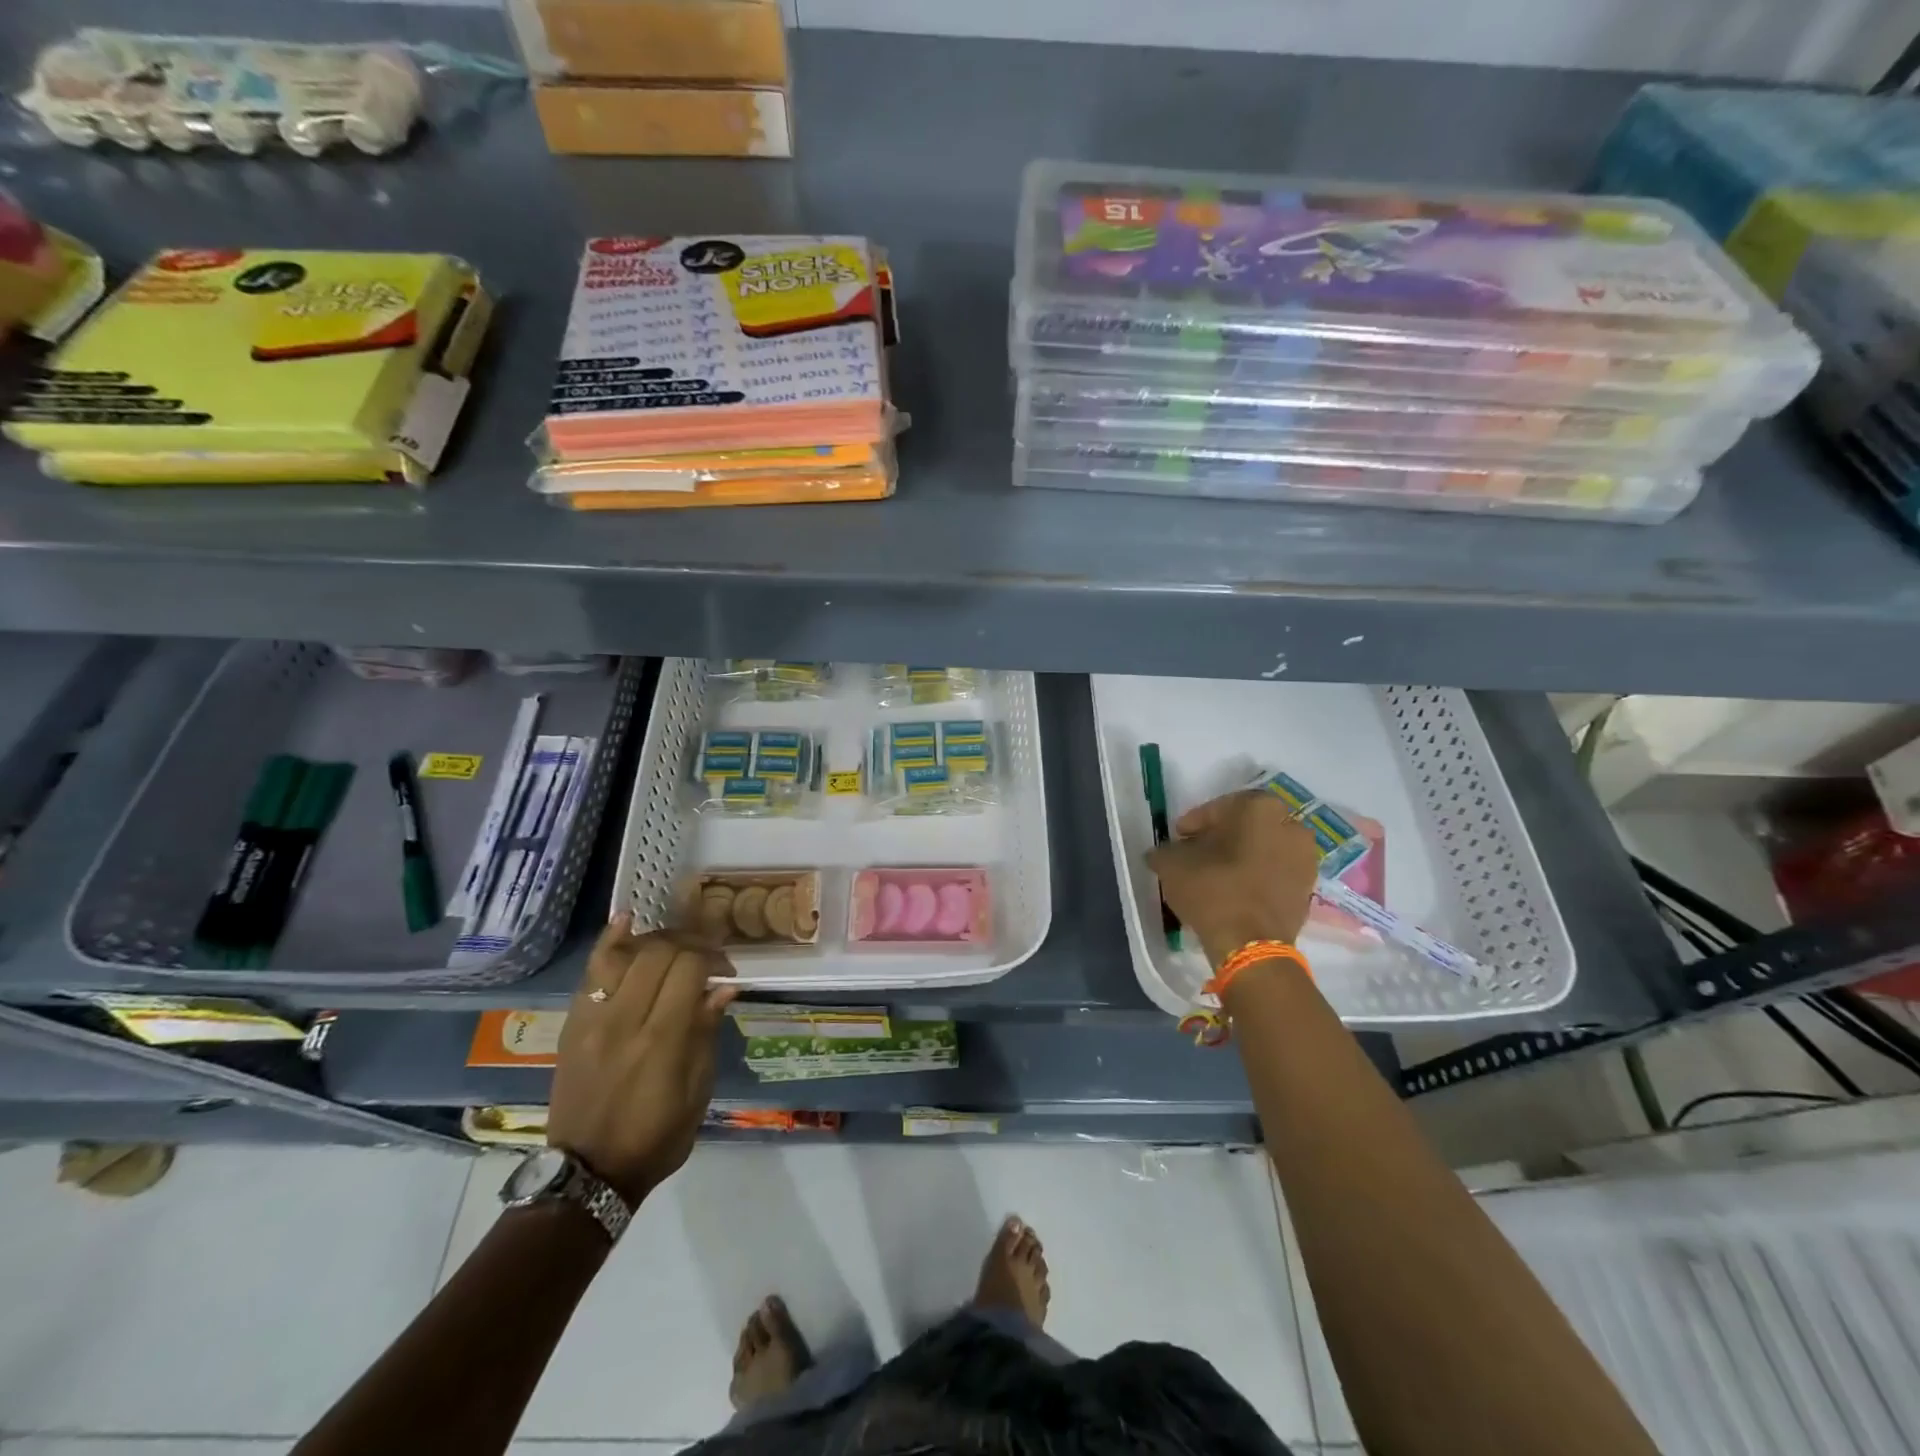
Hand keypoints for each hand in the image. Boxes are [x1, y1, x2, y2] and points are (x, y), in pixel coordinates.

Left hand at [547, 917, 738, 1204]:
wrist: (587, 1173)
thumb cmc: (656, 1138)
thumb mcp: (697, 1093)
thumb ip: (706, 1034)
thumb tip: (724, 987)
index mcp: (661, 1040)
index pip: (689, 969)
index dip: (713, 958)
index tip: (727, 970)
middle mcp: (624, 1020)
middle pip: (659, 953)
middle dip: (691, 943)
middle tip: (707, 955)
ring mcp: (592, 1019)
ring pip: (625, 954)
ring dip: (657, 939)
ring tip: (676, 942)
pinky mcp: (573, 1024)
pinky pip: (590, 972)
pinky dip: (610, 942)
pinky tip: (628, 920)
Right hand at [1146, 789, 1320, 966]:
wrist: (1251, 944)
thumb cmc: (1213, 890)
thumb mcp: (1172, 864)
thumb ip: (1165, 851)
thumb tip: (1161, 853)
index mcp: (1259, 808)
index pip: (1218, 807)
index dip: (1194, 823)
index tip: (1179, 838)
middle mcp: (1290, 825)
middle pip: (1246, 825)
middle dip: (1221, 837)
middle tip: (1197, 853)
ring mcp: (1305, 858)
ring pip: (1264, 847)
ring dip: (1242, 856)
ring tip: (1216, 874)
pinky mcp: (1308, 888)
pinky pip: (1276, 871)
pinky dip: (1257, 875)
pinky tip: (1235, 890)